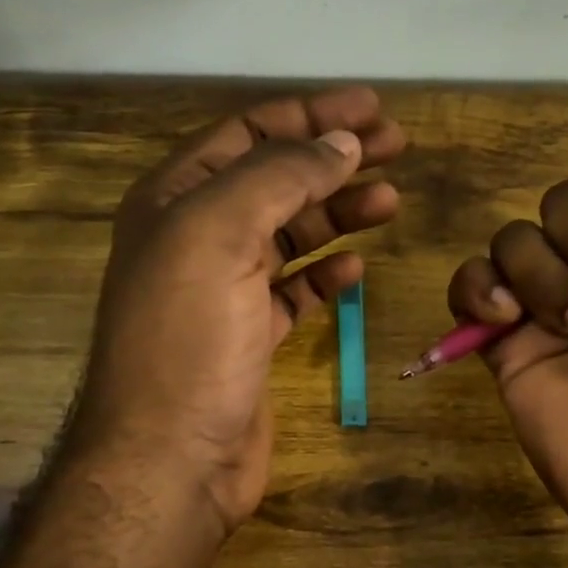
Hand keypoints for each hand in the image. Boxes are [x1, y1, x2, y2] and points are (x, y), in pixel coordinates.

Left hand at [71, 88, 405, 539]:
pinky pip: (294, 289)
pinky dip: (325, 273)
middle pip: (276, 179)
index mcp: (176, 199)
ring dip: (339, 213)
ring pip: (290, 233)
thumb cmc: (188, 339)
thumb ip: (280, 177)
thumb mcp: (221, 234)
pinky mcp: (249, 335)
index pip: (249, 134)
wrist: (170, 459)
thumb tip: (341, 141)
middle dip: (334, 158)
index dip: (311, 114)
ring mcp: (223, 288)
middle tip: (398, 147)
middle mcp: (195, 236)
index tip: (373, 108)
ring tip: (391, 201)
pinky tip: (355, 268)